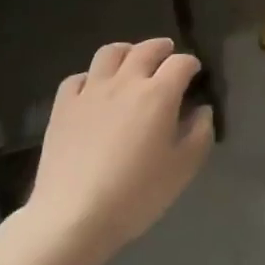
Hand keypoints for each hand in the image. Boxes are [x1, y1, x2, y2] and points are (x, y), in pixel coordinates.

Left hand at [22, 38, 213, 264]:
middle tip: (167, 55)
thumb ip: (200, 133)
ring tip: (131, 60)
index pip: (181, 63)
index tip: (194, 73)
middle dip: (162, 48)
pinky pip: (77, 78)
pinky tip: (93, 90)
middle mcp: (125, 81)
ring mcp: (91, 91)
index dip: (191, 64)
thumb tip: (201, 110)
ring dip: (126, 52)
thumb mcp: (183, 169)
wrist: (74, 216)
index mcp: (158, 94)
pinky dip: (90, 78)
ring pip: (110, 53)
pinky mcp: (63, 106)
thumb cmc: (136, 194)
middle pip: (146, 49)